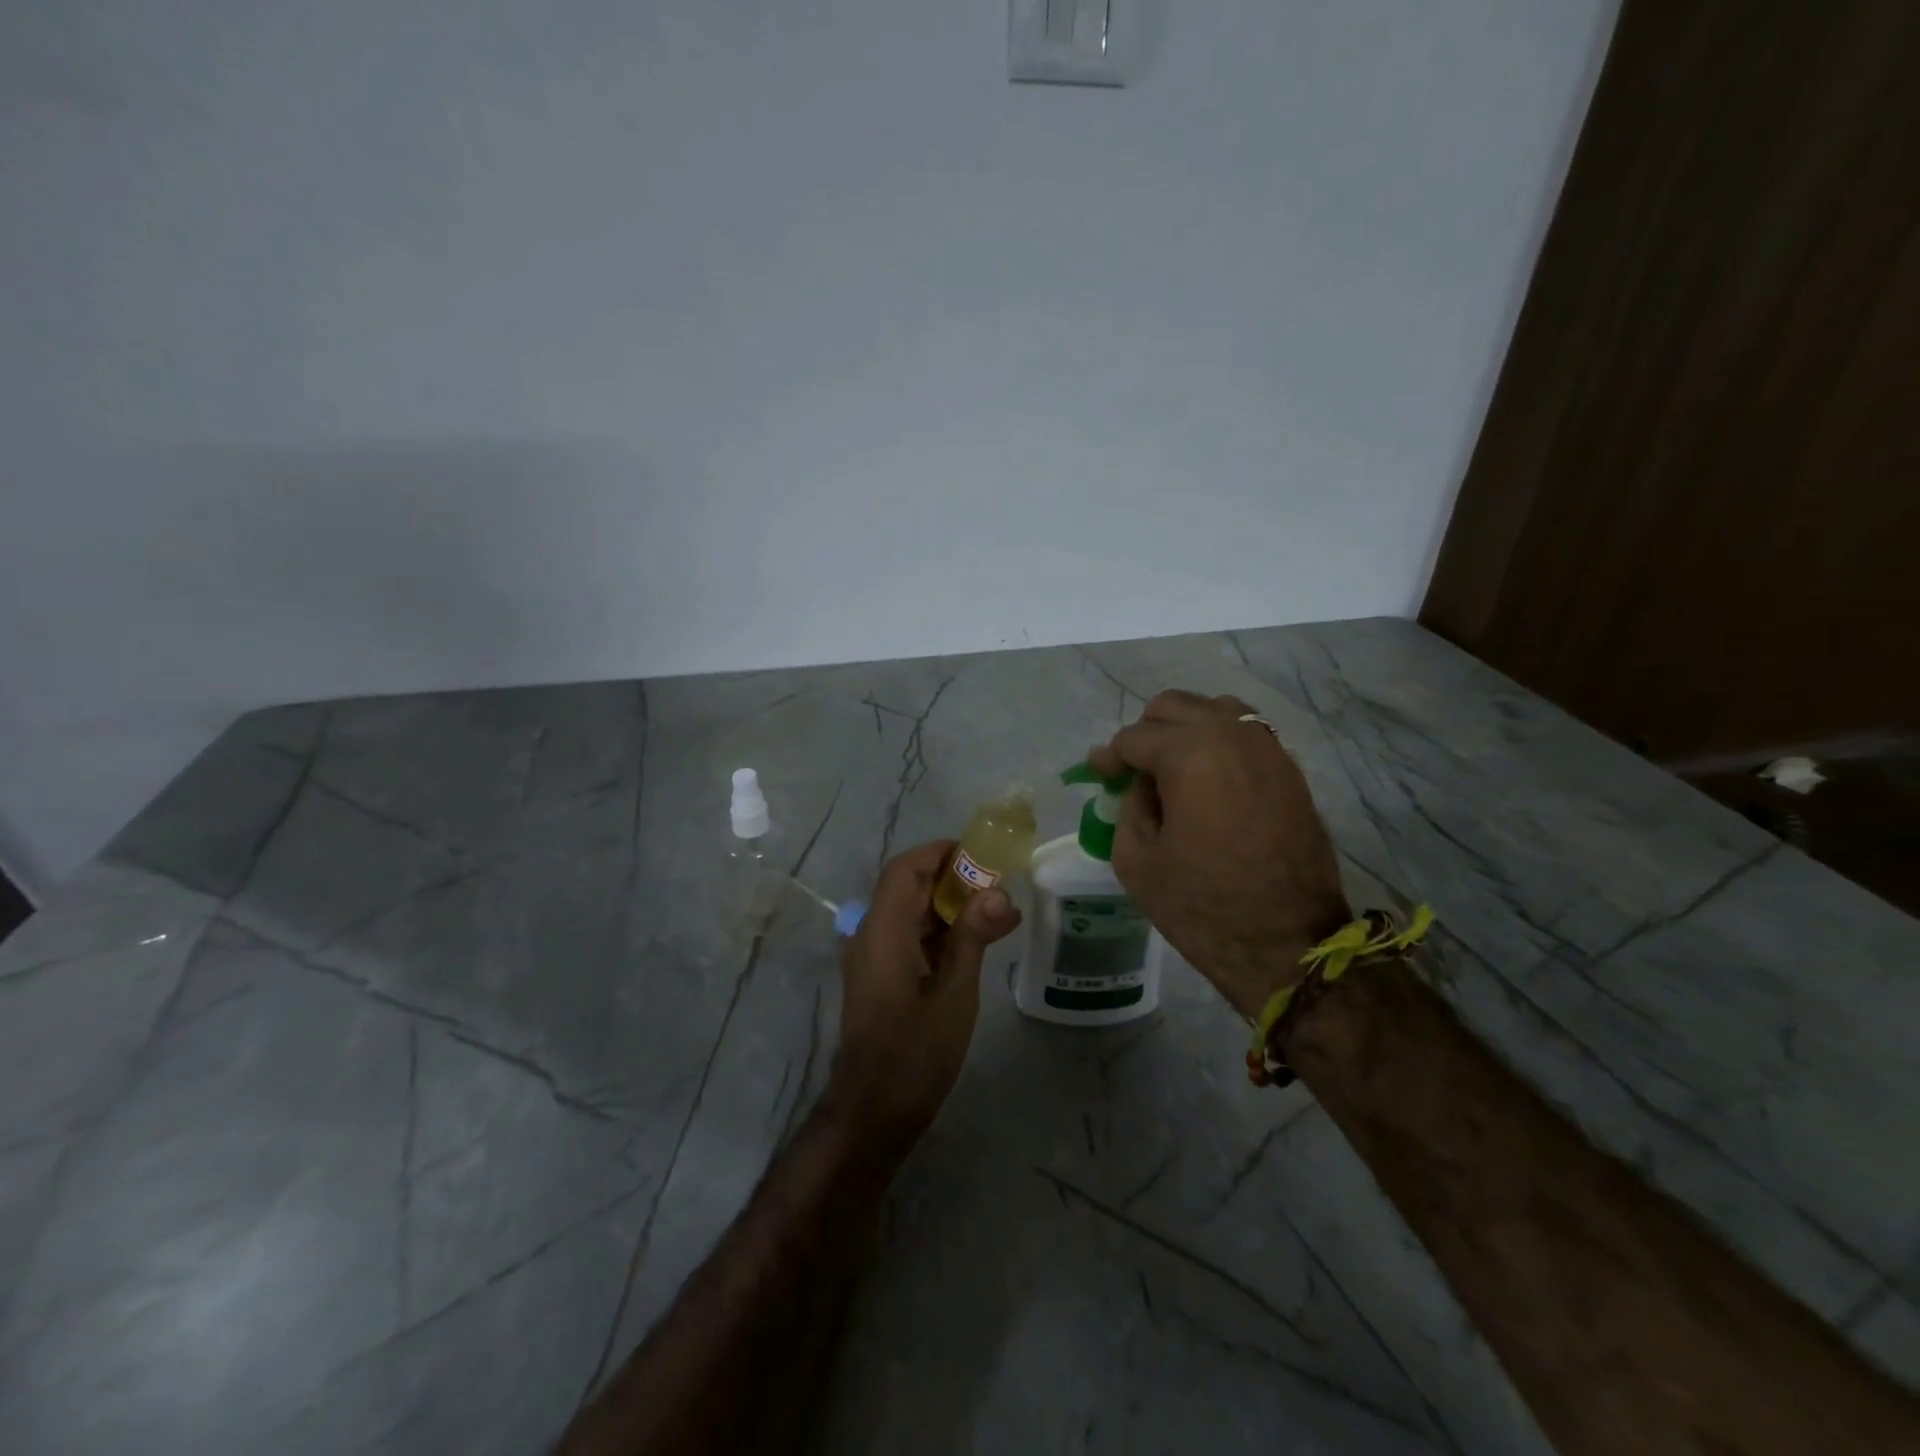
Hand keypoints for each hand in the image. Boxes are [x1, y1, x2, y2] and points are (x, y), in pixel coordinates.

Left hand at [825, 840, 1021, 1152]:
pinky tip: (974, 942)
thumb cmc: (914, 1054)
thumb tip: (999, 893)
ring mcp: (872, 957)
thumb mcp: (954, 994)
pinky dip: (938, 931)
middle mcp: (871, 936)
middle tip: (998, 883)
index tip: (980, 854)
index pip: (904, 869)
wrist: (873, 1113)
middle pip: (906, 887)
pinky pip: (907, 936)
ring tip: (995, 910)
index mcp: (883, 932)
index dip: (939, 853)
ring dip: (947, 905)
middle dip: (950, 878)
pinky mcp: (879, 976)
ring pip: (908, 912)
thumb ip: (973, 938)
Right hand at [1090, 691, 1350, 1018]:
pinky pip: (1245, 735)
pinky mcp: (1290, 771)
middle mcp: (1233, 736)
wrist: (1289, 945)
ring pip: (1215, 711)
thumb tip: (1138, 783)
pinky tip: (1207, 779)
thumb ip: (1128, 806)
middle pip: (1174, 707)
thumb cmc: (1203, 906)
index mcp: (1191, 754)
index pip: (1134, 737)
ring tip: (1171, 769)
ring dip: (1185, 730)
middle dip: (1145, 733)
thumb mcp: (1136, 860)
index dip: (1109, 757)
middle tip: (1132, 771)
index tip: (1098, 775)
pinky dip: (1218, 744)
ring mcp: (1269, 749)